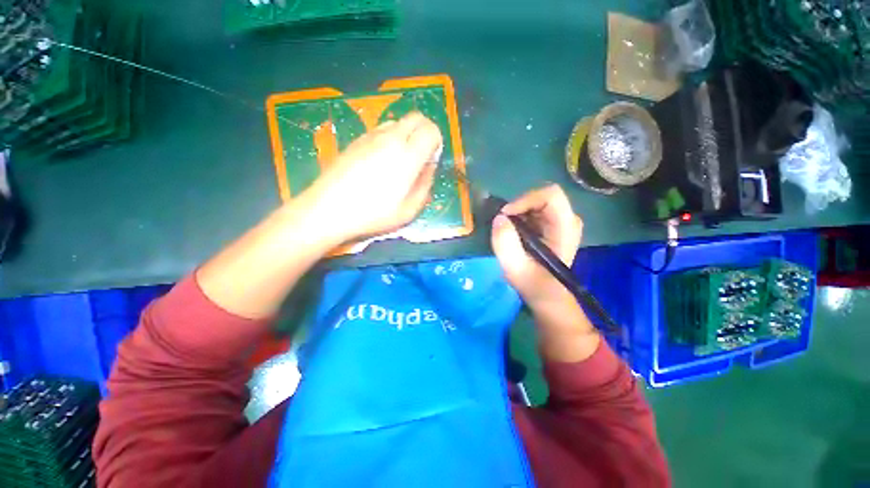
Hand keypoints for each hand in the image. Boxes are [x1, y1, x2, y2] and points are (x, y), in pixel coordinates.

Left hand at [306, 112, 441, 242]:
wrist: (329, 208)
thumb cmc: (373, 214)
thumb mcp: (409, 210)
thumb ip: (425, 185)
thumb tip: (429, 167)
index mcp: (407, 156)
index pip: (430, 130)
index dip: (436, 141)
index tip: (431, 159)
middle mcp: (390, 138)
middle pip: (416, 117)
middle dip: (424, 131)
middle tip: (421, 155)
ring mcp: (371, 136)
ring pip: (397, 122)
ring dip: (406, 135)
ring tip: (399, 160)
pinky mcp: (356, 140)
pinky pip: (380, 130)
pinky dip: (389, 139)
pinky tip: (380, 162)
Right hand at [491, 184, 582, 310]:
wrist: (545, 294)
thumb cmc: (533, 284)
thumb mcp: (515, 268)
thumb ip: (505, 244)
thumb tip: (499, 218)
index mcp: (566, 228)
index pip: (550, 195)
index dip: (524, 200)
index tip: (506, 215)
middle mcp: (568, 219)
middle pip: (541, 196)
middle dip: (518, 208)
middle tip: (505, 226)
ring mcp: (561, 220)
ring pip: (536, 201)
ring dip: (518, 213)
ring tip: (510, 233)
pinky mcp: (553, 224)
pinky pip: (534, 209)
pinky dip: (520, 217)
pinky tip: (516, 233)